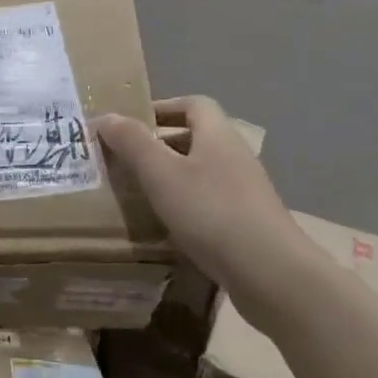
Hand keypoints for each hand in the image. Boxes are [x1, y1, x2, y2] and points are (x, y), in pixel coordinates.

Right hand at [97, 96, 321, 323]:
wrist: (271, 273)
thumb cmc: (211, 212)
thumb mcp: (161, 174)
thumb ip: (132, 142)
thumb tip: (106, 115)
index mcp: (218, 135)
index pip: (193, 104)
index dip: (162, 107)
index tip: (131, 123)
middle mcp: (235, 156)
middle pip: (196, 136)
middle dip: (160, 143)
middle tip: (125, 158)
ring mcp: (245, 191)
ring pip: (201, 171)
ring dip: (171, 175)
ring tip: (138, 191)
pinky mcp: (247, 222)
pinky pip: (209, 200)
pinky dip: (185, 203)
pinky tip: (166, 224)